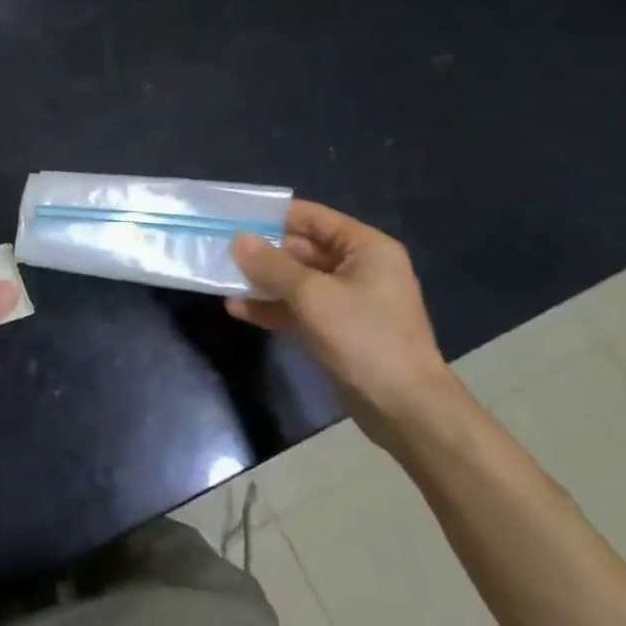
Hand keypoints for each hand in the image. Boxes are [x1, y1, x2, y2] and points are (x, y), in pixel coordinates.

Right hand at [226, 201, 465, 450]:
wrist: (406, 410)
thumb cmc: (364, 338)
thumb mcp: (312, 295)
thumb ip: (271, 265)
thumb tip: (238, 240)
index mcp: (366, 248)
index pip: (313, 217)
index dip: (273, 215)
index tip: (233, 216)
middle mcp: (359, 269)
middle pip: (302, 249)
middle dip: (262, 252)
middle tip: (219, 249)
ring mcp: (348, 302)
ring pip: (296, 281)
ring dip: (262, 281)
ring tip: (222, 279)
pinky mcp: (337, 331)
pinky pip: (299, 309)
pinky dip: (272, 307)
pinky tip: (238, 309)